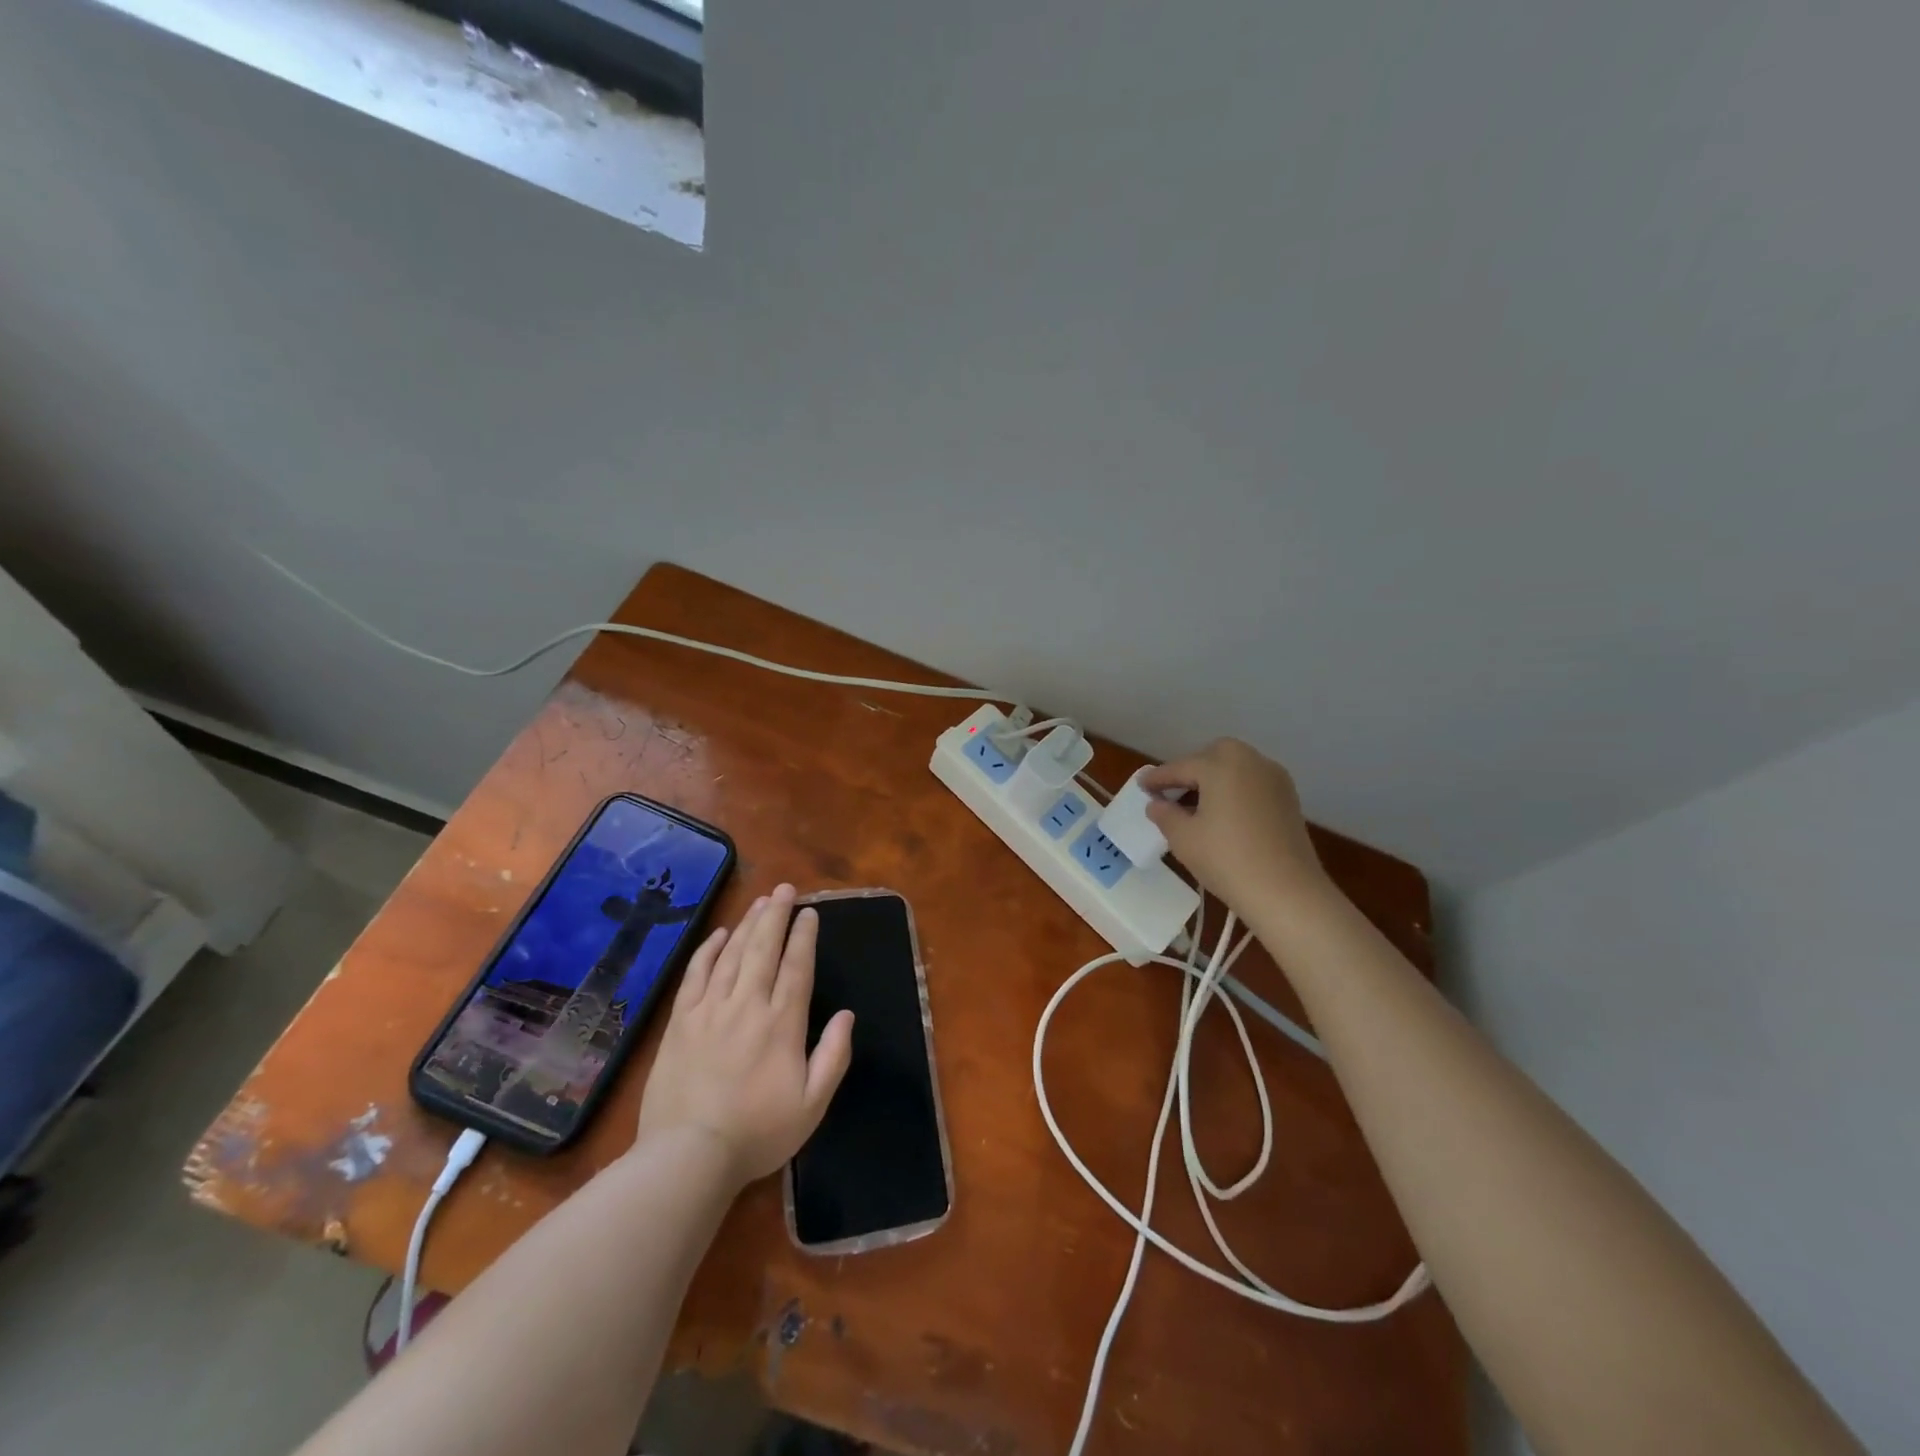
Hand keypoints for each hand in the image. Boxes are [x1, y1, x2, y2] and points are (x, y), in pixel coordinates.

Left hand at [634, 884, 853, 1187]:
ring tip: (761, 902)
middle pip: (764, 949)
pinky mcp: (680, 1021)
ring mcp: (710, 1010)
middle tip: (785, 889)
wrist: (687, 1157)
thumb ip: (834, 1056)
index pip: (797, 967)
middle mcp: (747, 1005)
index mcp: (782, 1023)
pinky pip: (695, 974)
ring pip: (732, 954)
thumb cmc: (757, 1133)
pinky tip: (719, 935)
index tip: (810, 912)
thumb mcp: (812, 1105)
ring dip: (748, 924)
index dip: (804, 936)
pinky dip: (708, 950)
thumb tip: (847, 1015)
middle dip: (777, 915)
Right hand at [1142, 740, 1330, 916]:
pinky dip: (1234, 790)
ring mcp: (1274, 778)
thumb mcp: (1183, 838)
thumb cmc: (1227, 860)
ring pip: (1235, 768)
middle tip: (1172, 794)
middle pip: (1212, 757)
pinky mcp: (1288, 798)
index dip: (1157, 778)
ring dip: (1214, 780)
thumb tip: (1156, 804)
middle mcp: (1250, 761)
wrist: (1287, 892)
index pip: (1180, 767)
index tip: (1141, 786)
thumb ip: (1165, 814)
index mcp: (1220, 765)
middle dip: (1190, 770)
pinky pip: (1252, 783)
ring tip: (1196, 807)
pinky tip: (1223, 815)